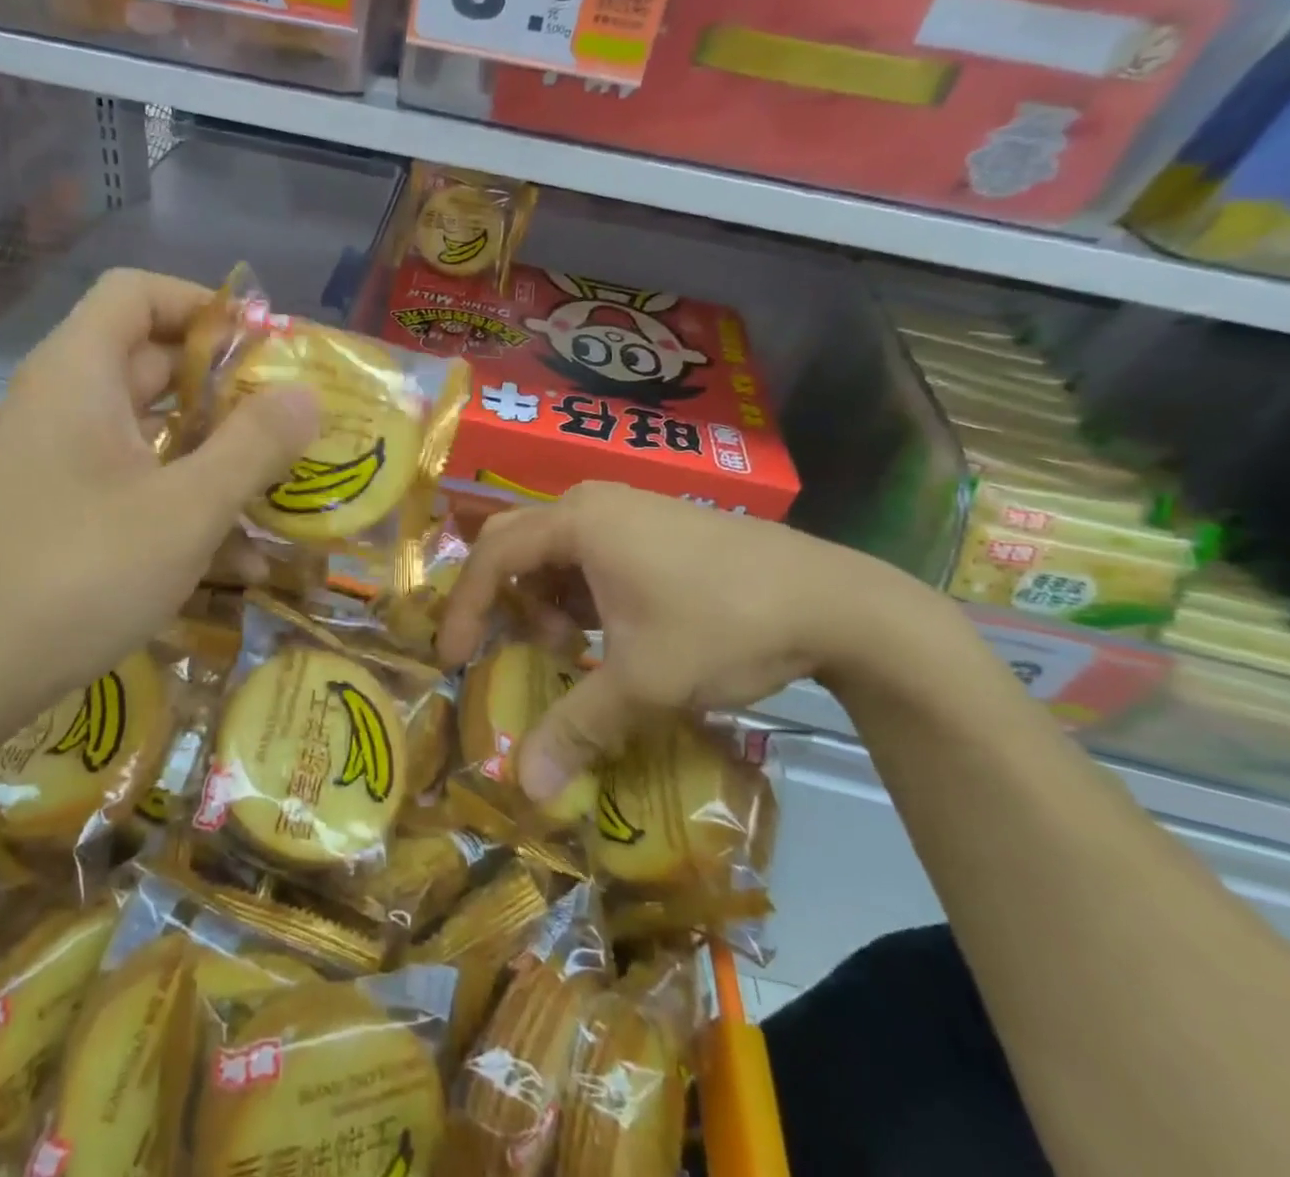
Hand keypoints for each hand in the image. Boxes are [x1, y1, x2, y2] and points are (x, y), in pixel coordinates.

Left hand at [0, 270, 317, 753]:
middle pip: (150, 364)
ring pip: (145, 435)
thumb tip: (308, 393)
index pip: (138, 293)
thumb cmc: (75, 576)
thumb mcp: (185, 510)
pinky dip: (177, 503)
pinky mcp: (52, 516)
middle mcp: (60, 406)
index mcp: (79, 375)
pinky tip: (232, 558)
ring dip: (210, 455)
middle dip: (225, 390)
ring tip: (276, 489)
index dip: (204, 305)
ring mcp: (52, 464)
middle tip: (289, 422)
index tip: (263, 348)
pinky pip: (126, 486)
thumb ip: (254, 446)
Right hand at [435, 482, 925, 802]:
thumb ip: (576, 728)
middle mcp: (593, 502)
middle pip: (517, 544)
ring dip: (547, 598)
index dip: (465, 609)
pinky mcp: (656, 522)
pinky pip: (591, 550)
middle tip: (509, 648)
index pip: (493, 558)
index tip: (452, 657)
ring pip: (555, 549)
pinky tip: (611, 629)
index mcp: (577, 522)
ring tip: (572, 646)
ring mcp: (628, 507)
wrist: (837, 601)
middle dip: (504, 599)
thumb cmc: (724, 626)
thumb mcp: (644, 682)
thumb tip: (523, 788)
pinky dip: (582, 590)